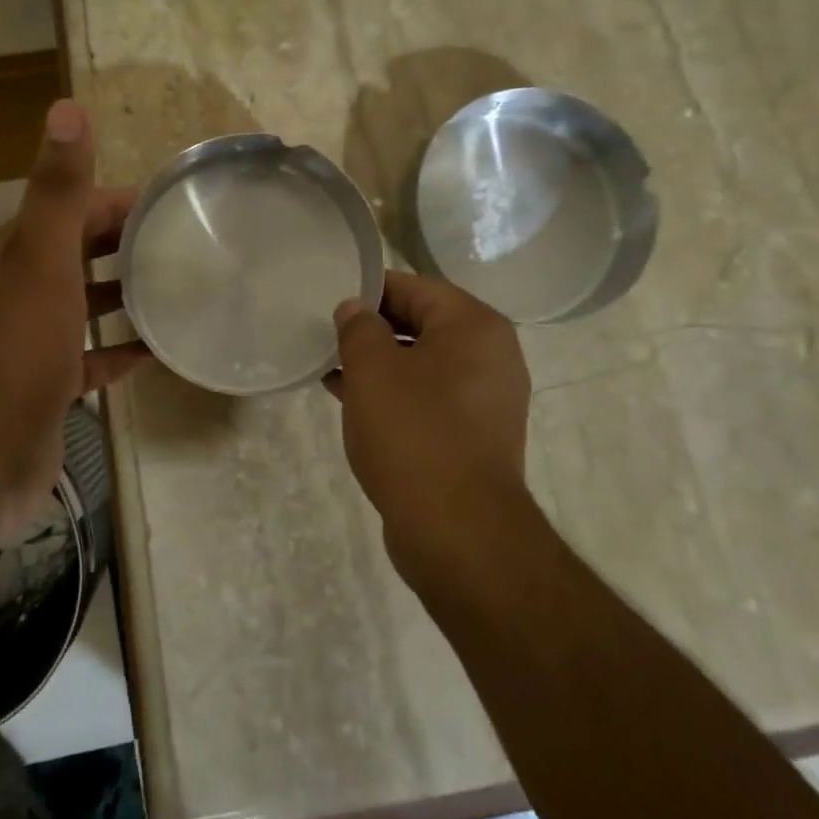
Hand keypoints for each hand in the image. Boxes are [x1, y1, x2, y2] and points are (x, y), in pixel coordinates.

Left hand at [0, 100, 150, 543]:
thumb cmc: (12, 356)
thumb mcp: (40, 264)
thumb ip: (58, 190)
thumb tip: (66, 106)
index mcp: (14, 253)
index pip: (74, 207)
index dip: (122, 201)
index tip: (179, 205)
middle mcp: (19, 288)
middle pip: (82, 252)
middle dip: (130, 245)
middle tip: (193, 247)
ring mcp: (33, 339)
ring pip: (87, 303)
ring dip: (127, 295)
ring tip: (184, 291)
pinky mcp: (47, 384)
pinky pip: (93, 356)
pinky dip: (122, 350)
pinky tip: (159, 350)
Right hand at [325, 271, 532, 576]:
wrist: (458, 532)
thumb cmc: (414, 434)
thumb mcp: (373, 369)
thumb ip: (359, 328)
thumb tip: (355, 308)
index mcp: (475, 327)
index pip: (416, 287)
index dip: (369, 290)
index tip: (330, 303)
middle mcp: (491, 356)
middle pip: (422, 324)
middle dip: (372, 330)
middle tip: (326, 337)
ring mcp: (486, 399)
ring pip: (422, 365)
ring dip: (379, 365)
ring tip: (332, 370)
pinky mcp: (474, 436)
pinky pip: (428, 399)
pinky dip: (394, 395)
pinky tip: (354, 404)